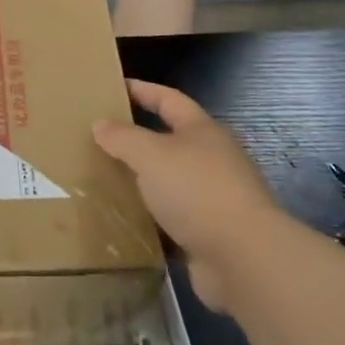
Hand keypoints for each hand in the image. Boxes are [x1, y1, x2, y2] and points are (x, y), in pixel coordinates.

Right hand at [93, 79, 278, 312]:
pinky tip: (130, 221)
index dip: (143, 90)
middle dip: (141, 139)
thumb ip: (123, 137)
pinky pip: (175, 218)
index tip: (115, 86)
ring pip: (172, 181)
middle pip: (173, 140)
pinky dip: (154, 218)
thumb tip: (100, 124)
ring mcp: (216, 198)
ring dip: (147, 181)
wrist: (244, 258)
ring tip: (110, 180)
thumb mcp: (151, 155)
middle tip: (104, 139)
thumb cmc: (197, 190)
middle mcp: (213, 159)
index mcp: (202, 131)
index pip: (169, 99)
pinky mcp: (213, 234)